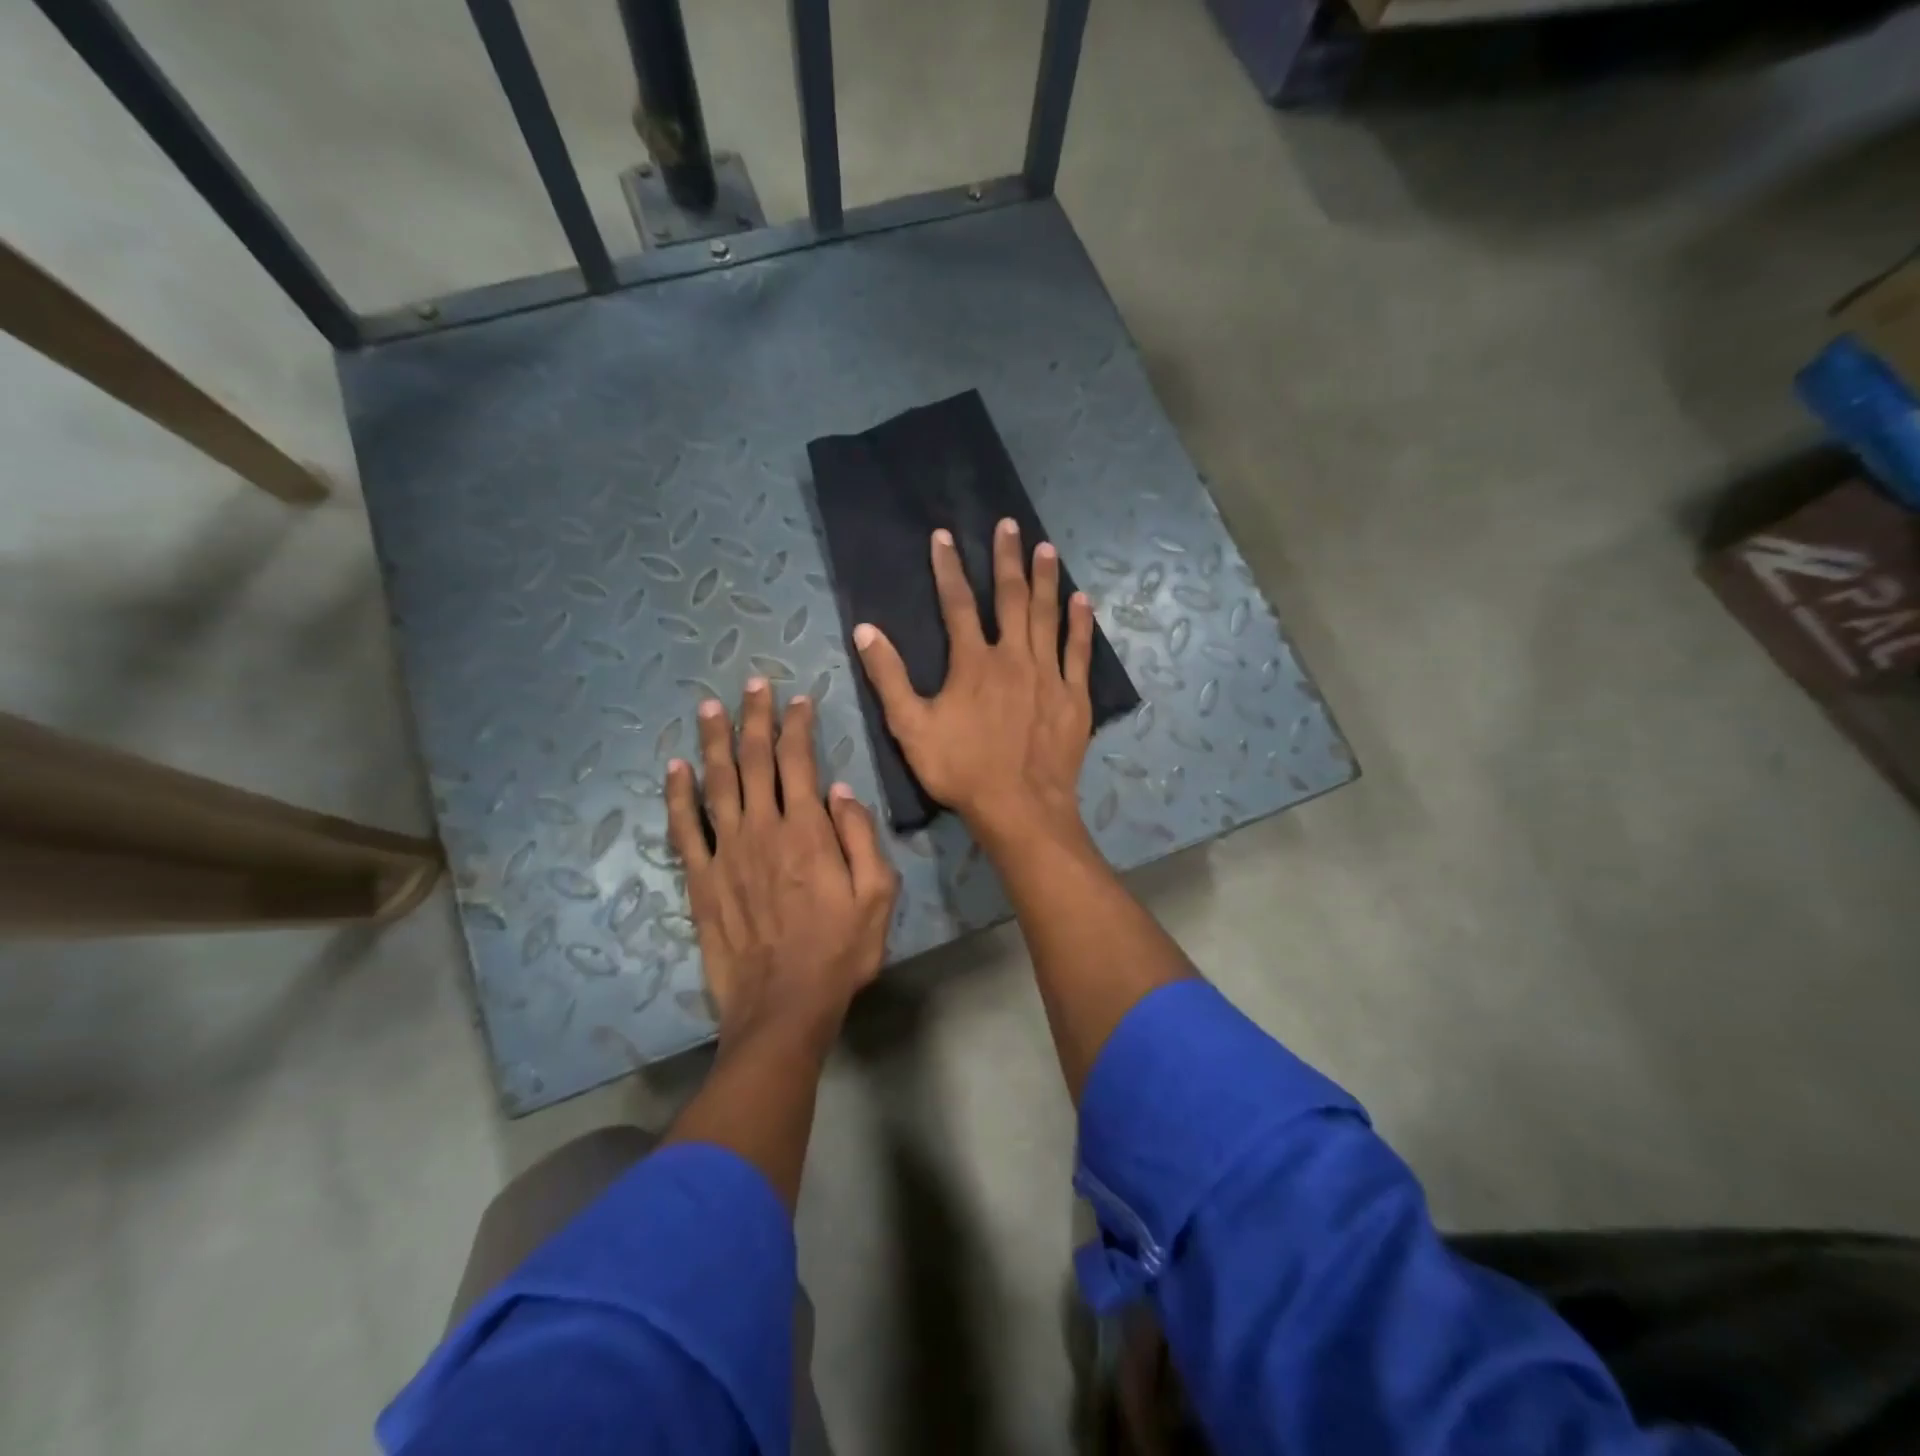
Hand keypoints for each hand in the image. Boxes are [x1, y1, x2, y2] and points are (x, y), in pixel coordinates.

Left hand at [666, 679, 897, 1050]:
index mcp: (808, 831)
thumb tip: (842, 789)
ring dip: (714, 742)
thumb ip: (861, 838)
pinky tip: (675, 768)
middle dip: (755, 719)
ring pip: (717, 784)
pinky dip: (678, 795)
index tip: (798, 700)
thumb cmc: (839, 952)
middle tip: (752, 685)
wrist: (784, 1007)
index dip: (797, 727)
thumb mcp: (878, 896)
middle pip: (755, 761)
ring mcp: (726, 853)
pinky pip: (684, 829)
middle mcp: (763, 830)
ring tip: (710, 708)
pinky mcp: (701, 880)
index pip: (799, 762)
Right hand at [853, 519, 1094, 840]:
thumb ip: (888, 677)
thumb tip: (865, 630)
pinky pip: (1078, 652)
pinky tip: (1082, 601)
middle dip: (1008, 558)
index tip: (944, 536)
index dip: (949, 567)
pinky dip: (1080, 624)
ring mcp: (1049, 675)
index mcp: (973, 662)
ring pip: (1048, 616)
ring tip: (1046, 548)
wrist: (1019, 807)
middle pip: (1011, 598)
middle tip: (1010, 525)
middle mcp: (1014, 657)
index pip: (957, 603)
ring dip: (1046, 579)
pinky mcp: (1074, 696)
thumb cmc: (961, 769)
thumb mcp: (911, 727)